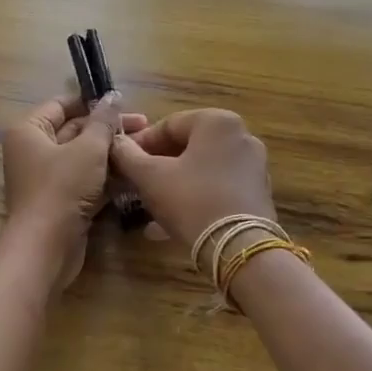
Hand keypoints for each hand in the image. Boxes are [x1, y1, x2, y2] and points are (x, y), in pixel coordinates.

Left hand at [1, 94, 146, 285]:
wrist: (46, 246)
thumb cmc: (62, 187)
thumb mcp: (88, 149)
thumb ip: (103, 121)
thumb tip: (112, 96)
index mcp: (30, 131)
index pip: (61, 105)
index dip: (91, 102)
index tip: (123, 103)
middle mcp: (34, 151)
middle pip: (74, 131)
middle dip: (108, 129)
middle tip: (145, 126)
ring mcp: (47, 178)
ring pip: (83, 158)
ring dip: (111, 153)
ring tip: (145, 148)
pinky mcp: (61, 201)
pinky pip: (86, 181)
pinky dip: (107, 177)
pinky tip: (135, 173)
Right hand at [108, 109, 276, 248]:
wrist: (239, 248)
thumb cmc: (191, 201)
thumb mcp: (150, 177)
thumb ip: (127, 155)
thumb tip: (114, 143)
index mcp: (217, 122)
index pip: (168, 125)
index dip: (139, 144)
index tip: (122, 162)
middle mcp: (240, 136)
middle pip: (187, 147)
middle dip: (157, 166)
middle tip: (134, 184)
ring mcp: (253, 166)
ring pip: (201, 170)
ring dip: (172, 184)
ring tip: (147, 207)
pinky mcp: (256, 194)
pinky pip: (216, 188)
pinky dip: (193, 198)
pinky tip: (169, 223)